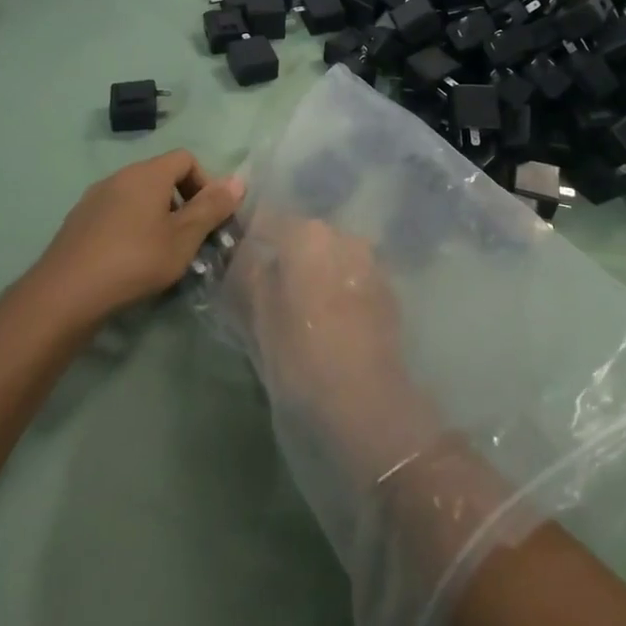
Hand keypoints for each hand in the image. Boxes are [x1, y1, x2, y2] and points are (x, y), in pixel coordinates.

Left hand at [27, 150, 242, 327]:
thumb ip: (212, 208)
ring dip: (157, 217)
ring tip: (161, 254)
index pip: (186, 158)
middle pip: (161, 176)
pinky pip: (116, 213)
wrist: (64, 294)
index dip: (204, 183)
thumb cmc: (134, 260)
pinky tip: (129, 261)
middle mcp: (120, 176)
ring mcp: (94, 198)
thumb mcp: (183, 238)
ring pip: (138, 197)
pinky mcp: (78, 221)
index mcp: (147, 173)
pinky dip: (131, 228)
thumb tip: (238, 180)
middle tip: (189, 240)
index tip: (208, 218)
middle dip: (182, 203)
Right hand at [231, 220, 430, 472]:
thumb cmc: (298, 357)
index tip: (236, 263)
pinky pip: (351, 280)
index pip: (267, 220)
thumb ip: (246, 276)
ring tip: (300, 312)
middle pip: (303, 237)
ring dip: (314, 275)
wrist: (364, 406)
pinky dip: (338, 292)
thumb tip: (242, 256)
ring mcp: (371, 263)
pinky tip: (329, 324)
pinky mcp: (389, 293)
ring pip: (330, 258)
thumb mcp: (256, 317)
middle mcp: (343, 237)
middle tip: (267, 292)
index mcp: (306, 235)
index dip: (249, 239)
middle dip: (285, 257)